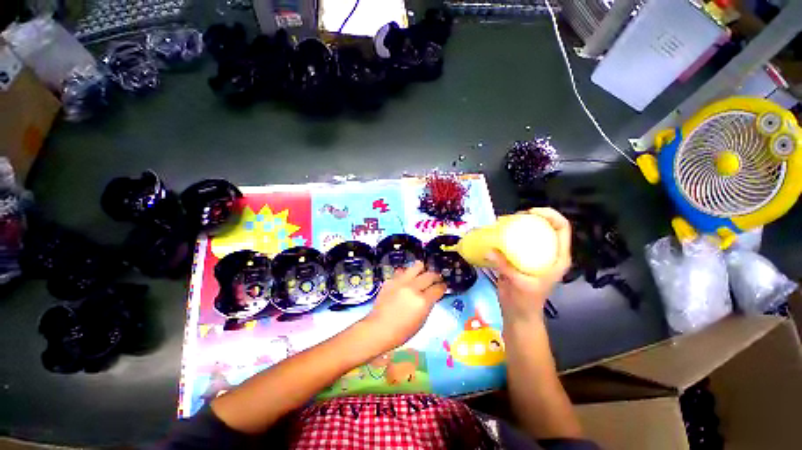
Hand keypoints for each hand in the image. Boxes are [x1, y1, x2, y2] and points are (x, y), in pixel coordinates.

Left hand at [362, 261, 445, 348]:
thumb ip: (428, 305)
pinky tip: (407, 278)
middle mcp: (413, 288)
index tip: (444, 286)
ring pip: (416, 267)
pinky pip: (402, 271)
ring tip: (423, 271)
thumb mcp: (421, 321)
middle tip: (437, 278)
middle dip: (436, 276)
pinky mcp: (391, 280)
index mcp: (422, 301)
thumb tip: (431, 295)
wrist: (378, 328)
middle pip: (429, 275)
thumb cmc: (402, 331)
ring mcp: (401, 282)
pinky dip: (407, 274)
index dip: (443, 287)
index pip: (437, 288)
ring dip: (422, 269)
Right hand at [487, 208, 571, 324]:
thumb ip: (504, 266)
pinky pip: (517, 242)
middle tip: (513, 217)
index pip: (562, 228)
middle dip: (531, 217)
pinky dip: (509, 236)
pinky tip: (497, 234)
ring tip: (504, 222)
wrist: (518, 313)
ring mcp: (534, 255)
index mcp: (557, 257)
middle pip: (546, 226)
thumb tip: (489, 249)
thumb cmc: (526, 301)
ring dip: (519, 225)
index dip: (550, 215)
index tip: (530, 213)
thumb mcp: (519, 283)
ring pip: (531, 233)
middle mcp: (548, 253)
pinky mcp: (521, 258)